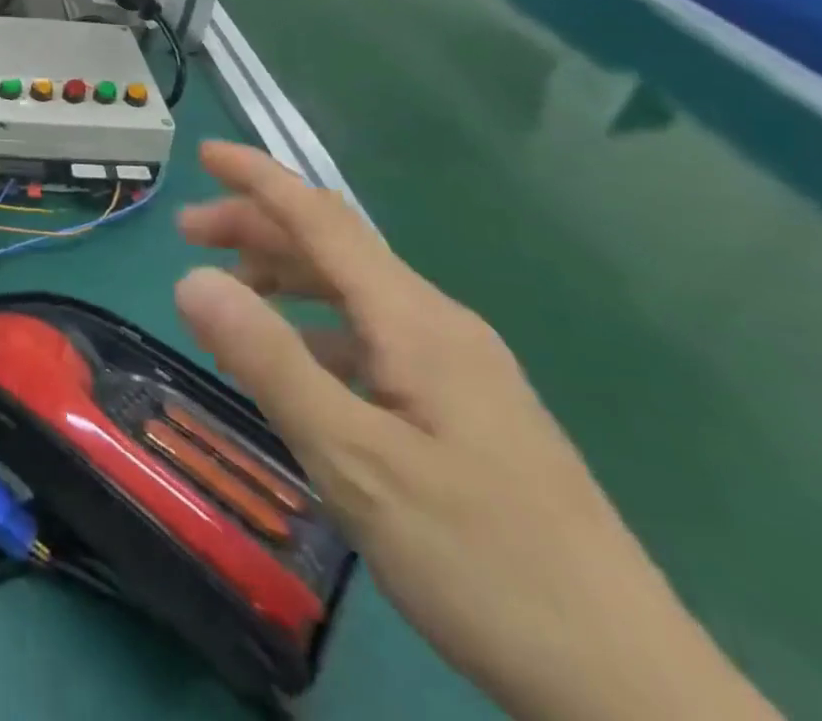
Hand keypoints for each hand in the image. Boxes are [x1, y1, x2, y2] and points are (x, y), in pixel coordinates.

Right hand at [173, 141, 779, 720]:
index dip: (260, 178)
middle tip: (188, 236)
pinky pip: (371, 338)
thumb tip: (191, 279)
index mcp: (414, 320)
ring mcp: (457, 367)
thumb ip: (269, 361)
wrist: (633, 689)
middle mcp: (437, 324)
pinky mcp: (464, 408)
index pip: (322, 218)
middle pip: (333, 247)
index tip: (205, 153)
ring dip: (284, 278)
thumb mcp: (355, 461)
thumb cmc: (483, 562)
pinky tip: (296, 369)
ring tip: (228, 300)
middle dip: (257, 228)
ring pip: (352, 292)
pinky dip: (316, 329)